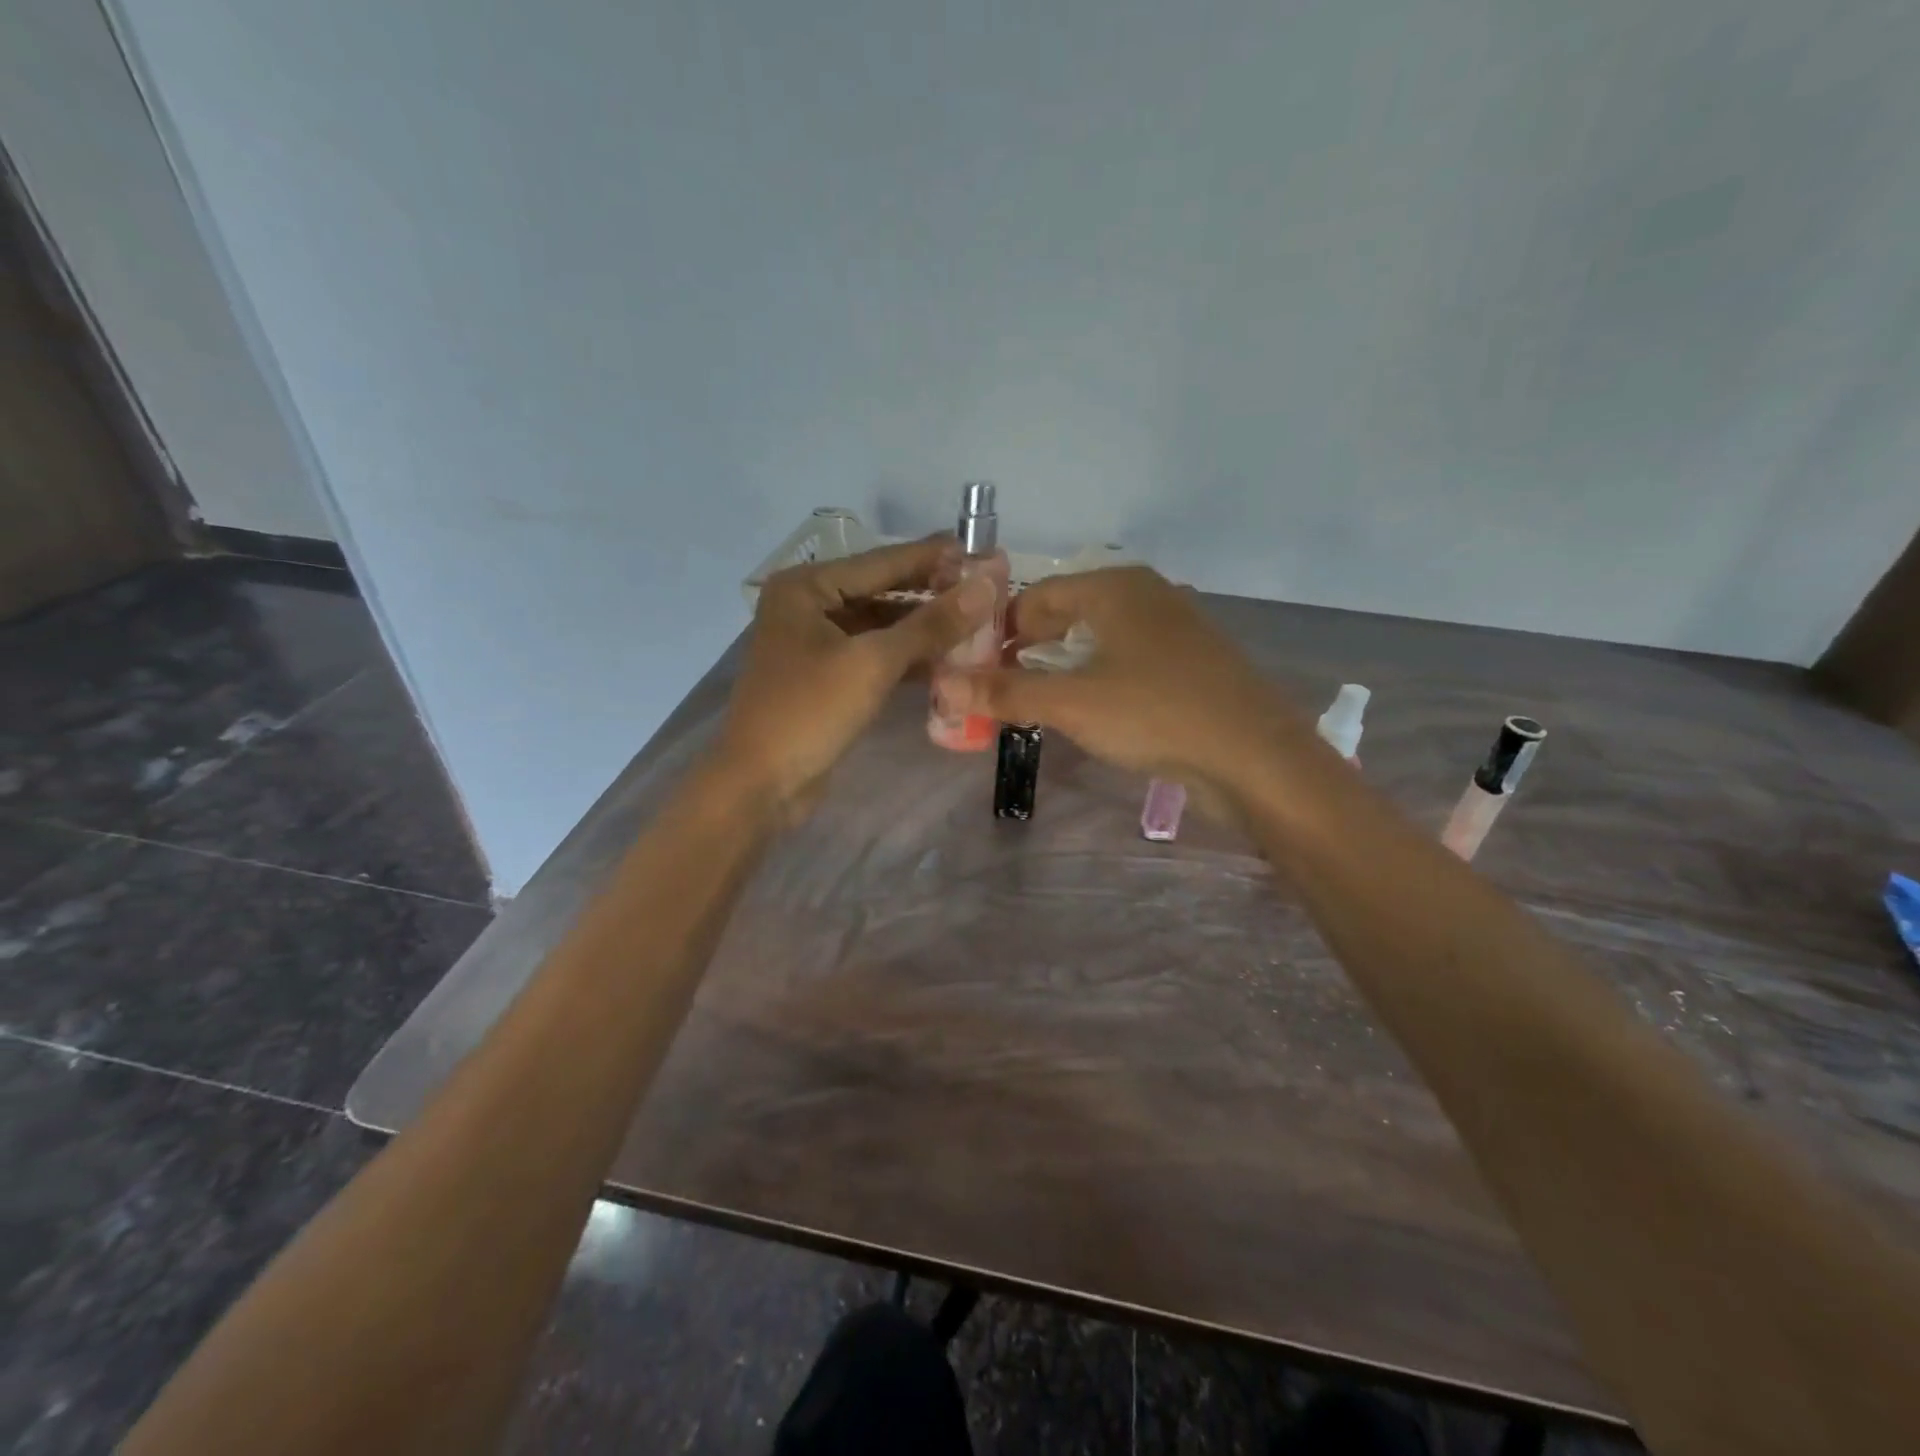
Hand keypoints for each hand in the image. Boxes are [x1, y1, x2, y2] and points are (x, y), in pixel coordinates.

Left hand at [716, 537, 994, 818]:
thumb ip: (931, 623)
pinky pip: (874, 655)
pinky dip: (908, 658)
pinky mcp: (826, 677)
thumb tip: (987, 584)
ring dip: (924, 629)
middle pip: (882, 591)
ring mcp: (815, 643)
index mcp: (806, 587)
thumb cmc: (809, 712)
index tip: (985, 551)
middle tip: (989, 590)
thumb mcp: (873, 662)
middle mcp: (807, 605)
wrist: (761, 784)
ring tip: (979, 625)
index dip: (936, 558)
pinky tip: (948, 661)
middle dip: (933, 594)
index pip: (883, 562)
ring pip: (881, 626)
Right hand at [934, 565, 1313, 802]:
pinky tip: (1089, 711)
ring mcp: (1172, 628)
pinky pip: (1126, 660)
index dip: (1000, 632)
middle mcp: (1145, 595)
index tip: (974, 671)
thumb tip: (941, 684)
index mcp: (1115, 586)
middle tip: (998, 690)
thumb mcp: (1072, 703)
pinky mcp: (1189, 663)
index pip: (1036, 596)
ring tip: (1034, 704)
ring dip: (1061, 668)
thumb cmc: (1156, 714)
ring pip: (1097, 639)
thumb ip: (1006, 692)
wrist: (1256, 757)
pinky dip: (1097, 679)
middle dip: (1028, 651)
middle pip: (1066, 615)